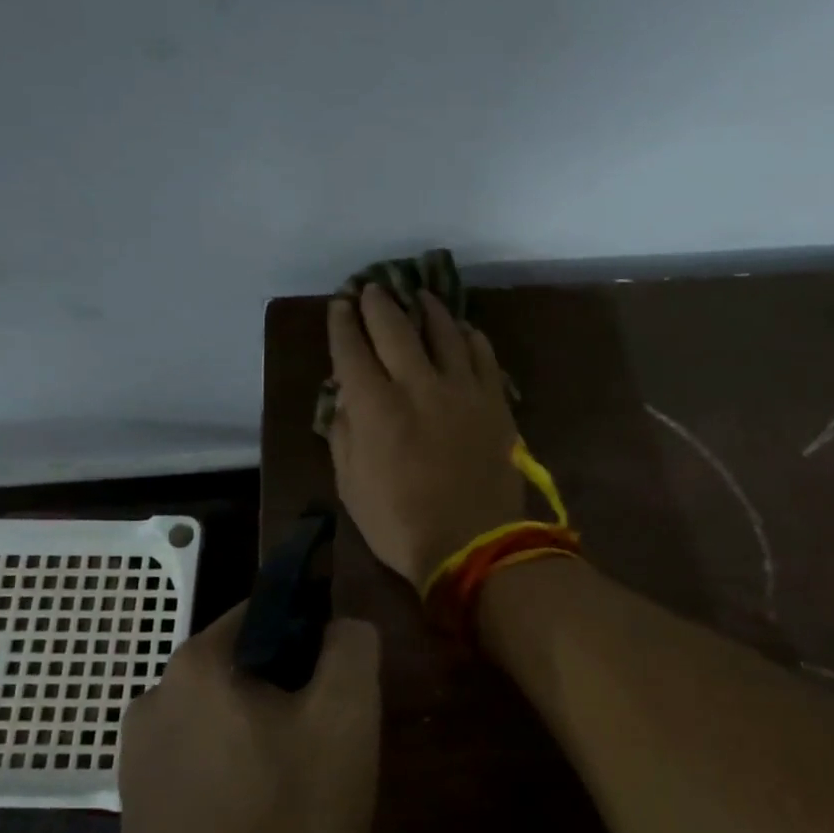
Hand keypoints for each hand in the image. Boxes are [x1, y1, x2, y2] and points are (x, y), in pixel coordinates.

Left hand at [118, 603, 380, 832]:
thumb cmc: (288, 825)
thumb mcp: (347, 717)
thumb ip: (352, 646)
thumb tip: (340, 628)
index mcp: (195, 665)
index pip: (267, 613)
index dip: (314, 641)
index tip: (339, 693)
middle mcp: (153, 699)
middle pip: (247, 668)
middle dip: (293, 695)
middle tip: (329, 748)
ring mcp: (137, 760)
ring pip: (227, 719)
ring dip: (268, 738)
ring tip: (301, 793)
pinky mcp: (138, 811)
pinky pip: (204, 765)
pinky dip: (239, 777)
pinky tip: (264, 826)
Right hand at [326, 285, 525, 584]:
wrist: (473, 544)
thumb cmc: (400, 524)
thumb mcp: (351, 485)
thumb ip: (343, 433)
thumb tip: (344, 396)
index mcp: (376, 407)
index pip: (352, 350)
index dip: (342, 324)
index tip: (339, 306)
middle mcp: (417, 385)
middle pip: (395, 328)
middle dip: (379, 303)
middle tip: (372, 288)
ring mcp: (462, 389)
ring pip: (444, 332)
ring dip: (428, 309)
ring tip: (420, 297)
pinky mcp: (494, 401)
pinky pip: (483, 354)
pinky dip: (470, 336)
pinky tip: (464, 329)